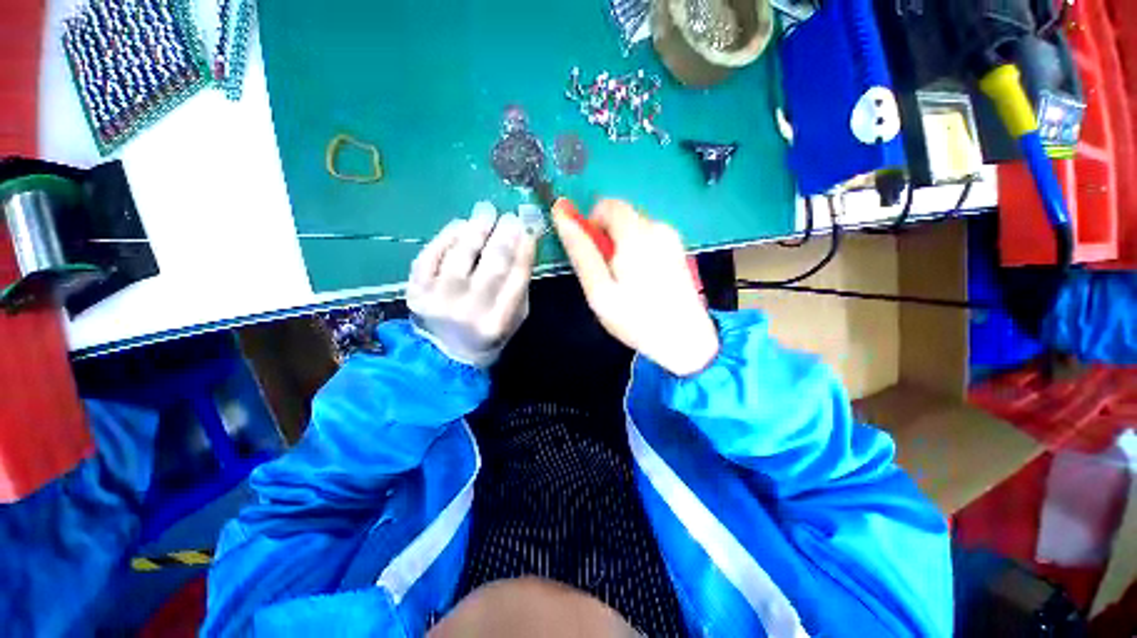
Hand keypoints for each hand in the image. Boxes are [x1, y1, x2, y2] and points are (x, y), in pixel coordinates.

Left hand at [407, 202, 536, 367]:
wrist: (445, 355)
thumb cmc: (488, 334)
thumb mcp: (514, 319)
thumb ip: (520, 287)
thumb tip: (523, 244)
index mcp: (499, 320)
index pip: (518, 276)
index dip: (525, 247)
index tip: (529, 224)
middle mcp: (470, 310)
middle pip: (492, 264)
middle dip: (504, 234)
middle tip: (509, 215)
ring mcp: (439, 299)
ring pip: (460, 255)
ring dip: (476, 228)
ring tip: (486, 210)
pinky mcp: (416, 291)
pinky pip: (430, 256)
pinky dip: (446, 237)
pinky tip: (460, 225)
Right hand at [552, 199, 718, 376]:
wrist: (685, 340)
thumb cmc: (636, 318)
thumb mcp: (599, 290)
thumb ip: (581, 251)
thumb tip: (562, 214)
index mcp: (637, 234)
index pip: (607, 205)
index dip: (591, 224)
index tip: (592, 254)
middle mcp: (658, 227)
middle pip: (621, 216)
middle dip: (607, 238)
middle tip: (607, 274)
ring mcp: (671, 238)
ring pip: (633, 228)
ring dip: (621, 247)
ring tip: (625, 282)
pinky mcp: (678, 249)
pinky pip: (648, 239)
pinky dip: (637, 252)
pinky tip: (641, 281)